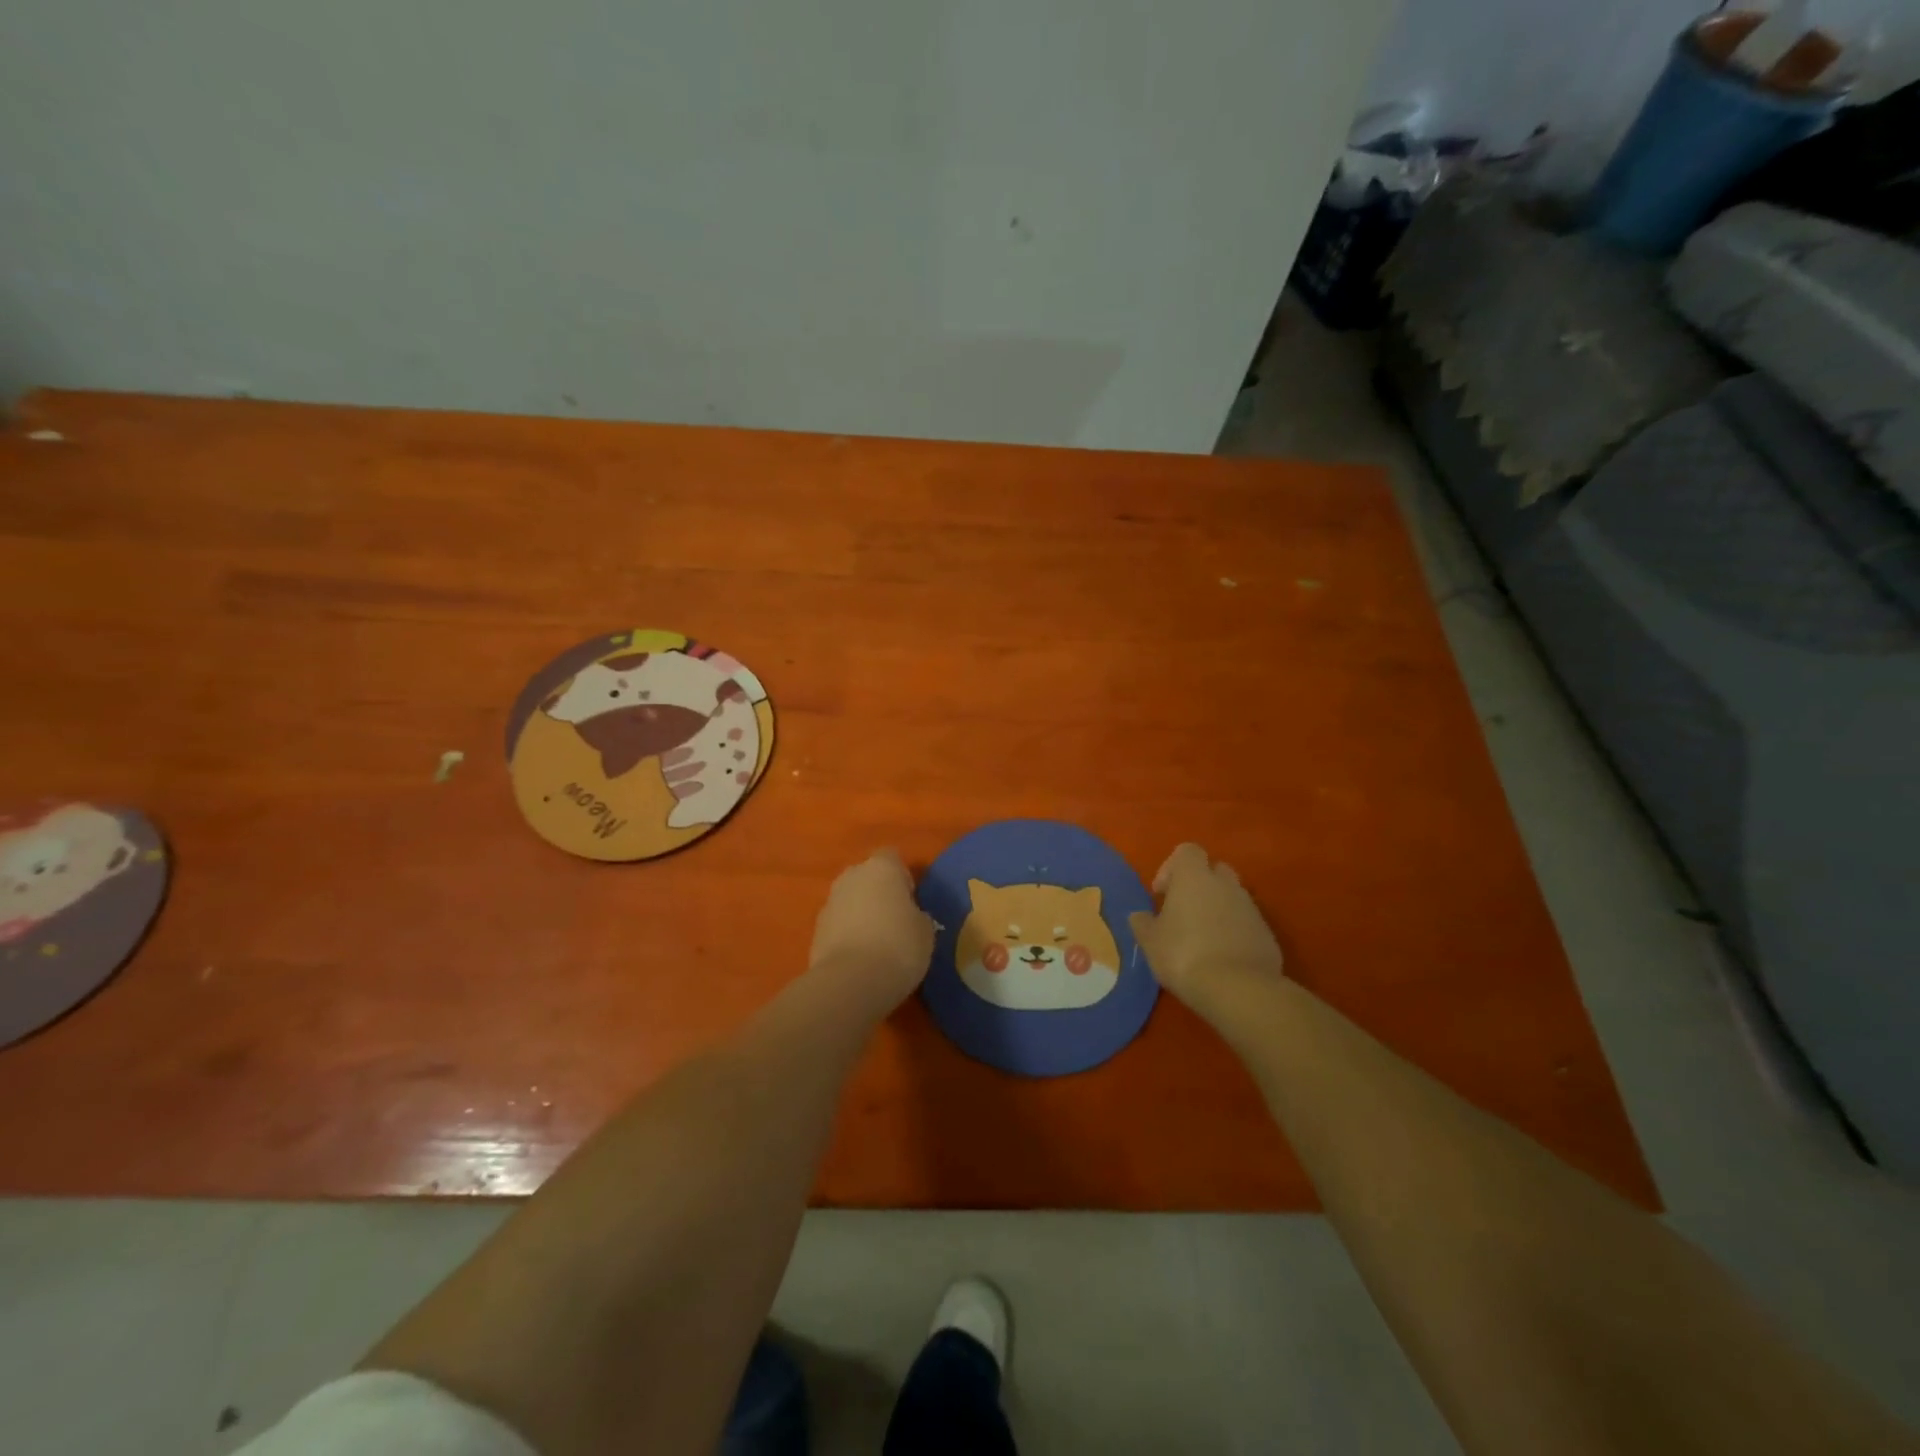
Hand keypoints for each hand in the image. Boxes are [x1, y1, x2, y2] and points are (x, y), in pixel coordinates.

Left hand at [808, 849, 936, 1013]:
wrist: (850, 981)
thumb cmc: (899, 946)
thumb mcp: (925, 931)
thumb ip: (917, 915)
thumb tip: (911, 917)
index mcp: (882, 868)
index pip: (892, 858)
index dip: (903, 877)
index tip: (911, 900)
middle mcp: (851, 876)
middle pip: (867, 877)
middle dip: (878, 894)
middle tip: (895, 921)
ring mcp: (829, 902)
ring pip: (850, 901)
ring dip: (861, 914)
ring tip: (877, 944)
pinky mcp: (815, 930)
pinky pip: (838, 925)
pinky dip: (848, 935)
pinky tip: (860, 959)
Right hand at [1129, 843, 1282, 1013]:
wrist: (1238, 989)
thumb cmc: (1184, 955)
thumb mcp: (1150, 942)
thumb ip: (1143, 923)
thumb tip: (1140, 916)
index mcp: (1194, 877)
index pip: (1187, 851)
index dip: (1171, 868)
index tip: (1162, 895)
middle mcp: (1226, 884)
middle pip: (1214, 869)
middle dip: (1200, 885)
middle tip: (1183, 912)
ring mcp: (1251, 908)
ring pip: (1232, 897)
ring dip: (1217, 910)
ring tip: (1202, 940)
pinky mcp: (1267, 934)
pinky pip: (1246, 923)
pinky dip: (1234, 932)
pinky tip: (1222, 957)